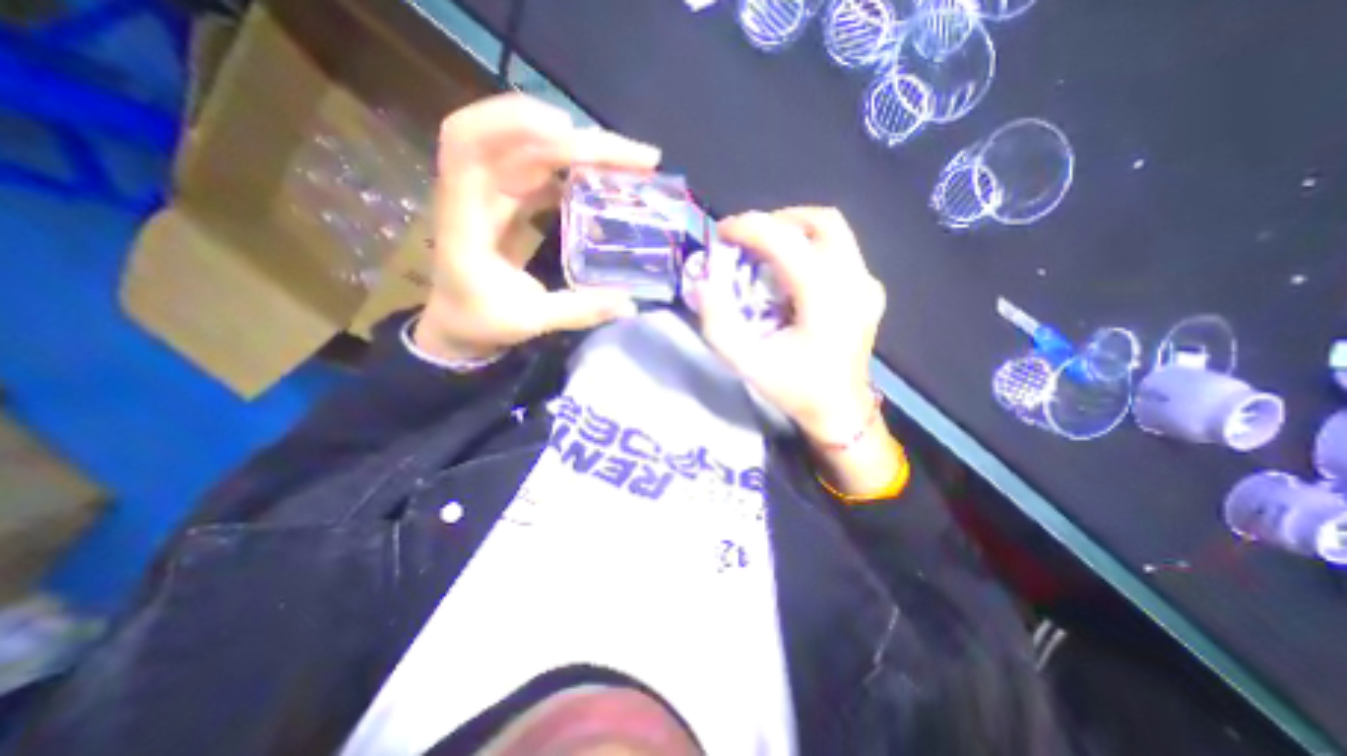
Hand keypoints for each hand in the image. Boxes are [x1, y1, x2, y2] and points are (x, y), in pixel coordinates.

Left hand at [415, 91, 662, 360]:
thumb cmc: (480, 321)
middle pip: (520, 140)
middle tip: (637, 157)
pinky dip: (575, 170)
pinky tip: (605, 180)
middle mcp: (475, 193)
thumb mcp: (528, 321)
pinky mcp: (510, 201)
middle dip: (579, 140)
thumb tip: (631, 305)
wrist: (457, 323)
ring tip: (630, 163)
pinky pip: (544, 171)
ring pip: (535, 150)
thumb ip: (577, 310)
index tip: (569, 132)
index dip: (514, 124)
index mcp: (464, 219)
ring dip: (583, 150)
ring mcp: (494, 193)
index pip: (471, 144)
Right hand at [695, 208, 884, 441]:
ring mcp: (868, 284)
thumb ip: (718, 323)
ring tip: (764, 253)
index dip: (748, 226)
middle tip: (747, 240)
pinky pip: (840, 251)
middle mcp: (855, 281)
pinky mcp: (869, 291)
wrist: (840, 412)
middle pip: (820, 222)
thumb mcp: (746, 363)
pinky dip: (809, 249)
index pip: (786, 239)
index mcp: (826, 297)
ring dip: (794, 232)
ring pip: (833, 232)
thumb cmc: (794, 389)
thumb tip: (704, 281)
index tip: (721, 233)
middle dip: (776, 221)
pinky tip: (790, 275)